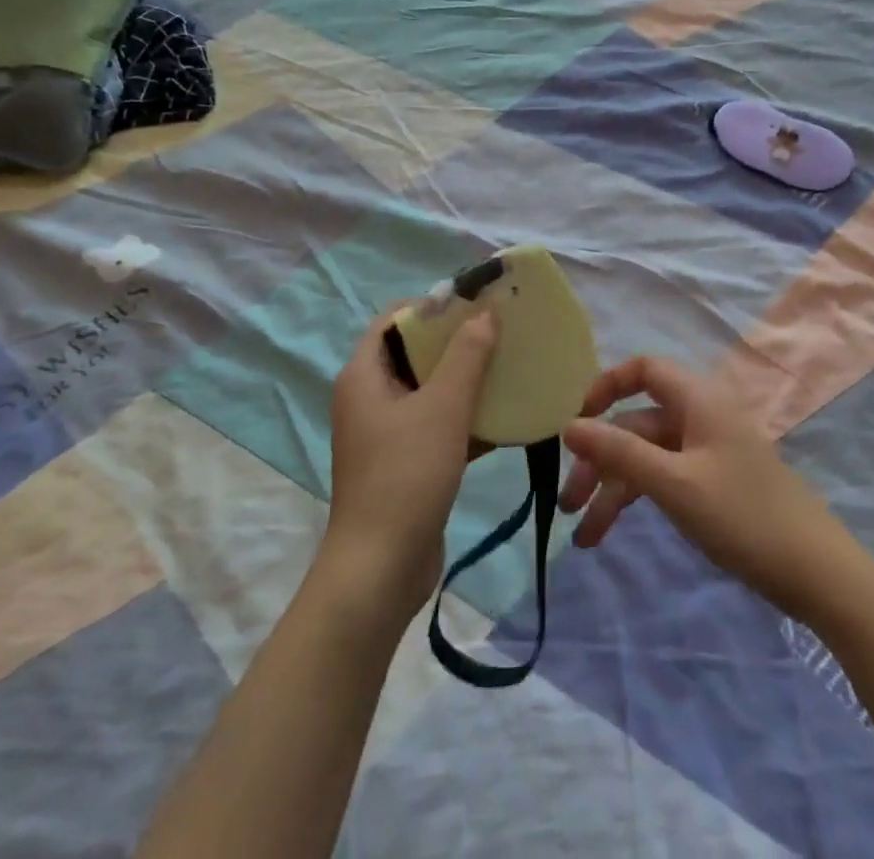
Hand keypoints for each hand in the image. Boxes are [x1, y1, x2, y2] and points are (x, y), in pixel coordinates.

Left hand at [324, 307, 496, 621]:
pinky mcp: (406, 462)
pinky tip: (507, 417)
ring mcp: (387, 433)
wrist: (381, 570)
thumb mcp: (443, 407)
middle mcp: (370, 398)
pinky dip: (466, 418)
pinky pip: (438, 425)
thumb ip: (467, 356)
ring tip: (510, 367)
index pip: (394, 319)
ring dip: (467, 380)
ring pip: (430, 390)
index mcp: (364, 375)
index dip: (432, 306)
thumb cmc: (406, 475)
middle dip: (457, 341)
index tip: (475, 303)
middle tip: (501, 332)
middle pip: (414, 353)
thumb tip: (484, 314)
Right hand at [559, 356, 845, 617]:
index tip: (578, 421)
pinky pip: (663, 479)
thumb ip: (620, 452)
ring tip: (583, 536)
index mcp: (697, 400)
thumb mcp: (674, 484)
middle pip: (636, 423)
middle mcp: (699, 417)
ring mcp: (706, 452)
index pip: (643, 370)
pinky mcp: (711, 483)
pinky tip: (609, 533)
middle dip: (600, 459)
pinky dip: (636, 500)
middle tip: (568, 503)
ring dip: (613, 489)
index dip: (606, 386)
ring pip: (646, 456)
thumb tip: (569, 425)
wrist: (816, 573)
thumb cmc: (742, 516)